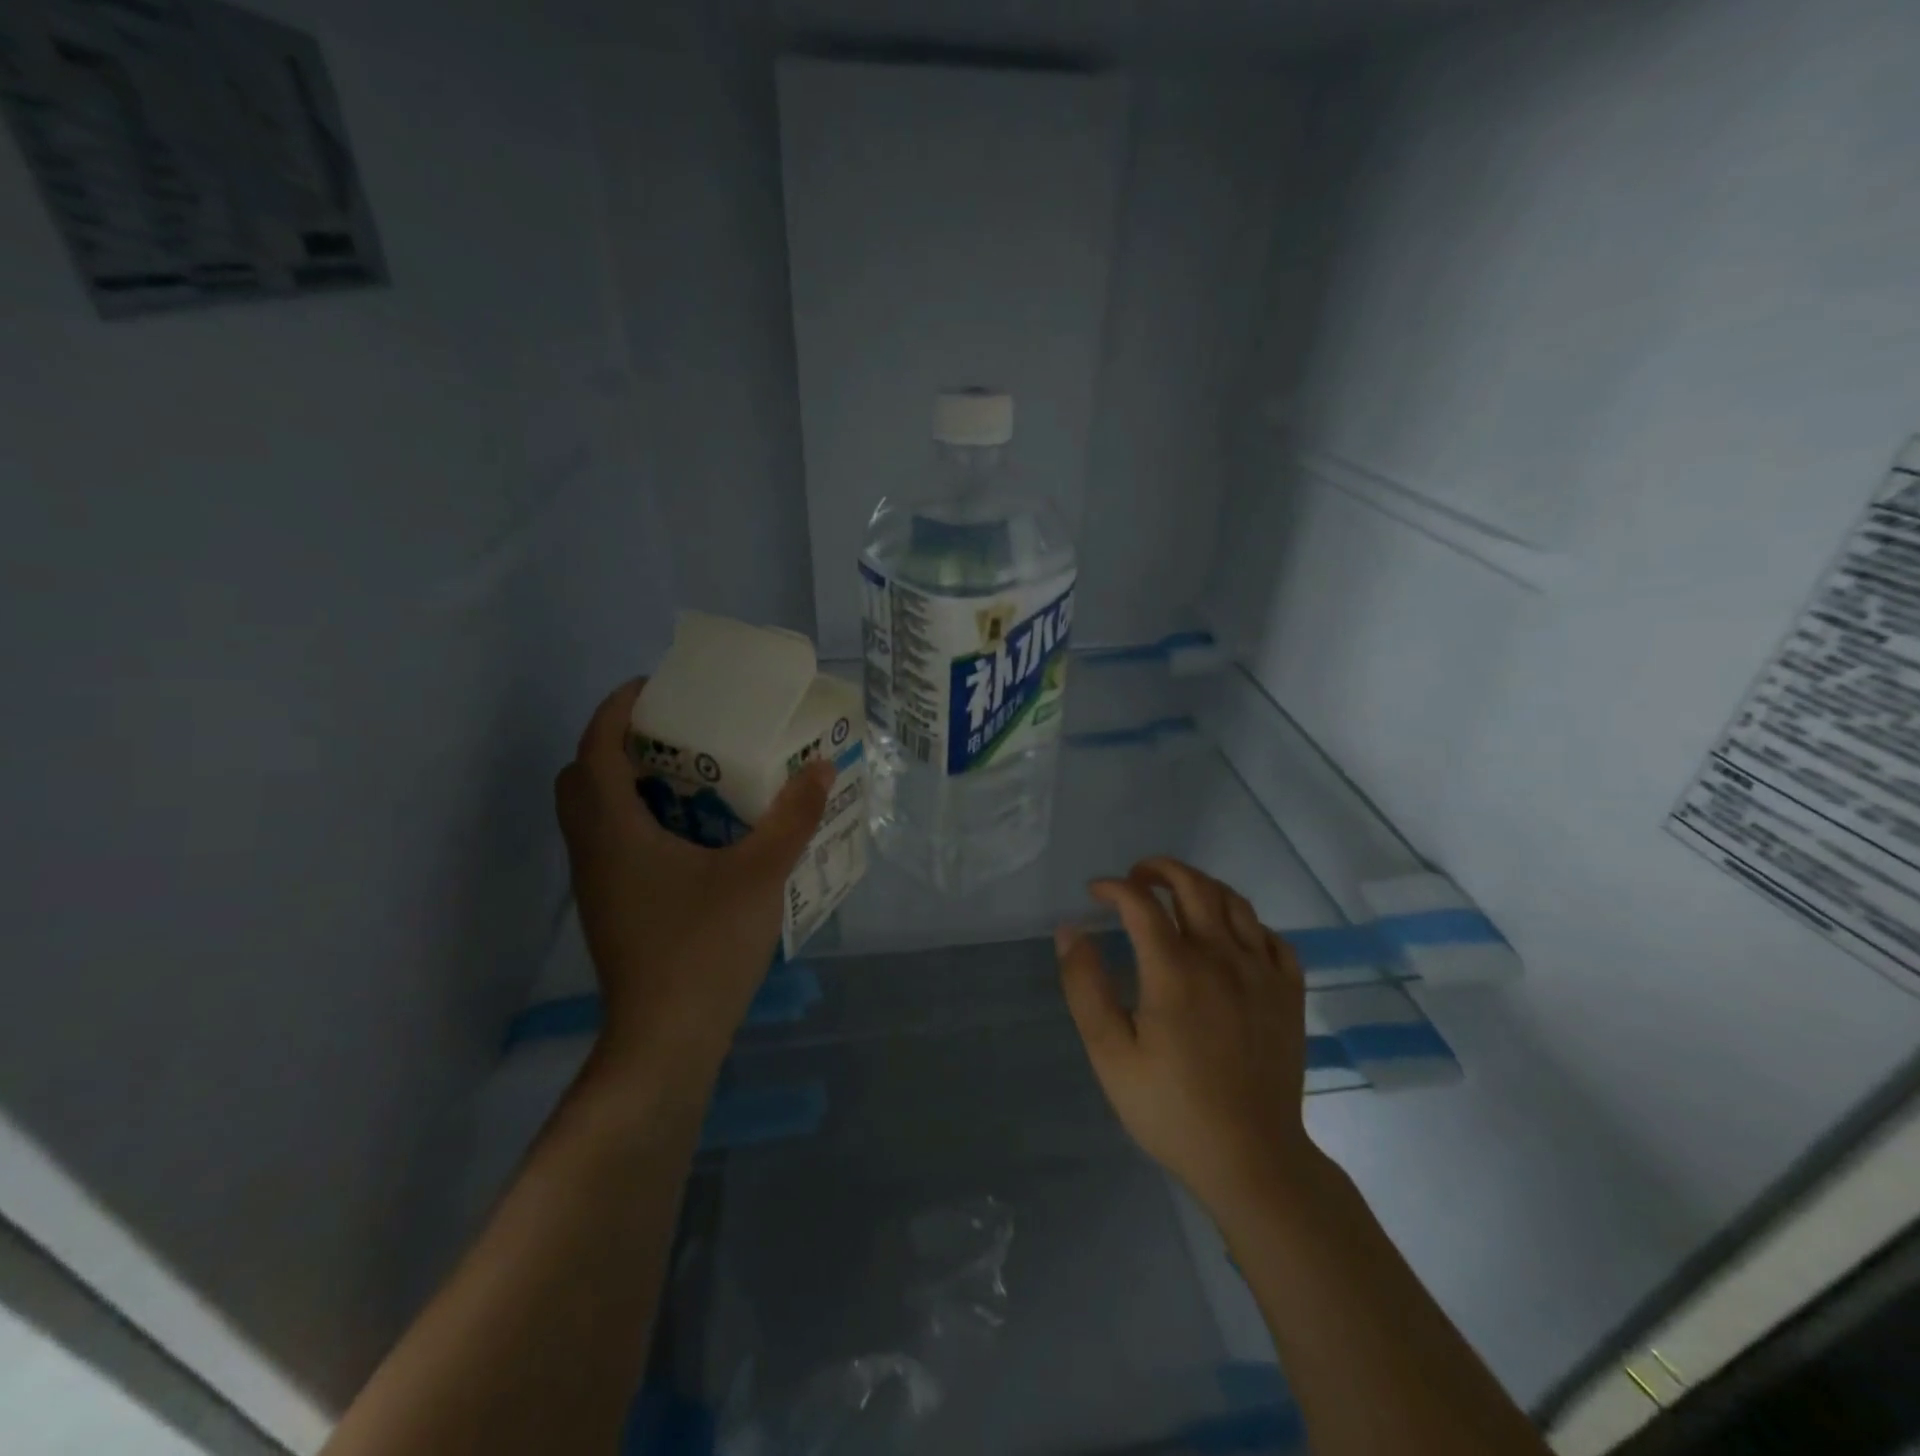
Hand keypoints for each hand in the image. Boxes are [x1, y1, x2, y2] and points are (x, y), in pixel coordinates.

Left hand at [554, 679, 832, 1083]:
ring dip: (630, 782)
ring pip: (596, 812)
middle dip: (621, 742)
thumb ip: (792, 818)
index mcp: (613, 828)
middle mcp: (592, 848)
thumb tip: (821, 767)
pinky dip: (640, 819)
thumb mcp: (759, 875)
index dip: (618, 708)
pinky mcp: (612, 908)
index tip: (656, 687)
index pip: (595, 746)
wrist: (665, 1041)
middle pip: (584, 776)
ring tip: (691, 775)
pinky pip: (613, 841)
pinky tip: (694, 834)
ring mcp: (597, 883)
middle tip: (676, 733)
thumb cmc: (704, 948)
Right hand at [1056, 857, 1318, 1216]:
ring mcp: (1262, 973)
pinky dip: (1246, 922)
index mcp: (1175, 970)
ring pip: (1235, 902)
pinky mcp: (1289, 993)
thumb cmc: (1172, 1109)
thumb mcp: (1110, 1054)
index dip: (1114, 887)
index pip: (1141, 903)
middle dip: (1160, 869)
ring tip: (1178, 896)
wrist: (1252, 1159)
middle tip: (1137, 877)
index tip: (1095, 893)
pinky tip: (1230, 937)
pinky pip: (1273, 936)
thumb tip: (1070, 931)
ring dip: (1201, 886)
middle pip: (1194, 885)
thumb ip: (1086, 987)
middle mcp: (1222, 957)